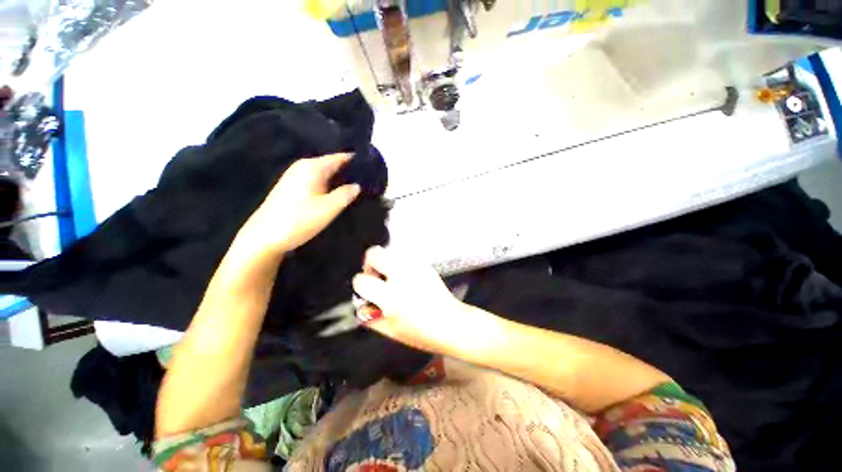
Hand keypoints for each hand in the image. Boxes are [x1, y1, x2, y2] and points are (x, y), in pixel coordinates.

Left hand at [245, 153, 359, 254]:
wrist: (264, 237)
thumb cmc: (299, 220)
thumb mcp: (329, 208)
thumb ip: (346, 194)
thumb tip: (358, 185)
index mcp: (312, 167)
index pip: (340, 157)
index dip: (356, 162)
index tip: (373, 169)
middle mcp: (303, 167)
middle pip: (332, 165)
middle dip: (350, 172)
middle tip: (369, 182)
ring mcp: (296, 177)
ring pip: (325, 174)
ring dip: (340, 180)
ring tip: (358, 189)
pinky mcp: (292, 188)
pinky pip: (317, 181)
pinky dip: (329, 186)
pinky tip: (338, 195)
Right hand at [352, 246, 480, 354]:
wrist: (452, 323)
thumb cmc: (423, 333)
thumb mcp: (391, 331)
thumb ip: (371, 317)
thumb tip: (361, 304)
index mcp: (391, 297)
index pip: (362, 280)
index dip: (360, 286)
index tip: (366, 291)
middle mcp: (402, 276)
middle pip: (374, 253)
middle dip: (370, 264)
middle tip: (376, 276)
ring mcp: (415, 267)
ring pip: (390, 252)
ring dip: (386, 263)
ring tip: (393, 278)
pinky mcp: (424, 264)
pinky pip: (405, 256)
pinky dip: (400, 264)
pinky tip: (406, 278)